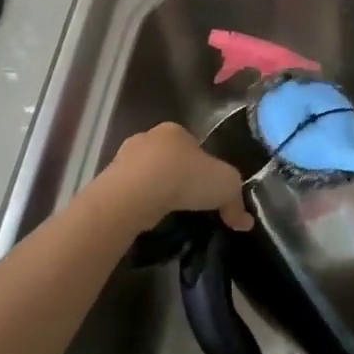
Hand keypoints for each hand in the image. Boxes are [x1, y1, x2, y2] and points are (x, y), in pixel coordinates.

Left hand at [102, 122, 252, 230]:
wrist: (135, 194)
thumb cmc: (185, 178)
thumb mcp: (227, 186)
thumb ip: (236, 202)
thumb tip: (245, 222)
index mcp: (175, 131)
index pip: (193, 145)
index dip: (202, 166)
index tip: (207, 188)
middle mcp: (148, 138)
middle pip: (168, 158)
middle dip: (177, 176)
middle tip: (188, 201)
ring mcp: (123, 158)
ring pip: (146, 174)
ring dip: (156, 190)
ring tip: (168, 213)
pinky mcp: (108, 181)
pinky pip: (130, 192)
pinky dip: (140, 203)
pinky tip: (148, 218)